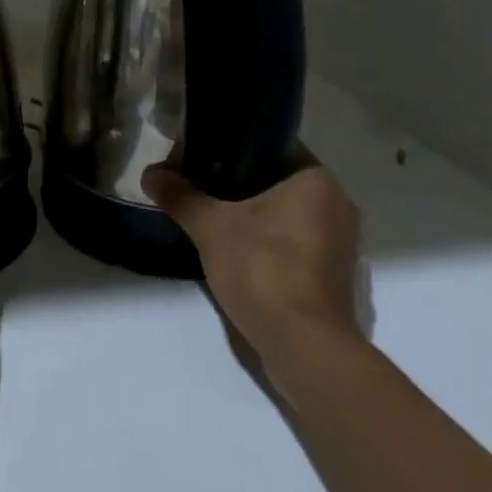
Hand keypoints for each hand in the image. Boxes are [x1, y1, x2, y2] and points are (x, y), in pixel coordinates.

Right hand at [142, 158, 362, 365]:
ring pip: (289, 215)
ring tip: (213, 215)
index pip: (274, 146)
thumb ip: (180, 196)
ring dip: (256, 215)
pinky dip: (269, 243)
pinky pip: (296, 244)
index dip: (236, 147)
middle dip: (242, 183)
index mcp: (318, 181)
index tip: (203, 154)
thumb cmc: (263, 267)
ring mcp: (342, 246)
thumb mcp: (210, 226)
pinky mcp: (334, 278)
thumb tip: (149, 173)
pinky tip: (236, 250)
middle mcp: (339, 206)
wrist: (303, 345)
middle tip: (201, 183)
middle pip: (280, 182)